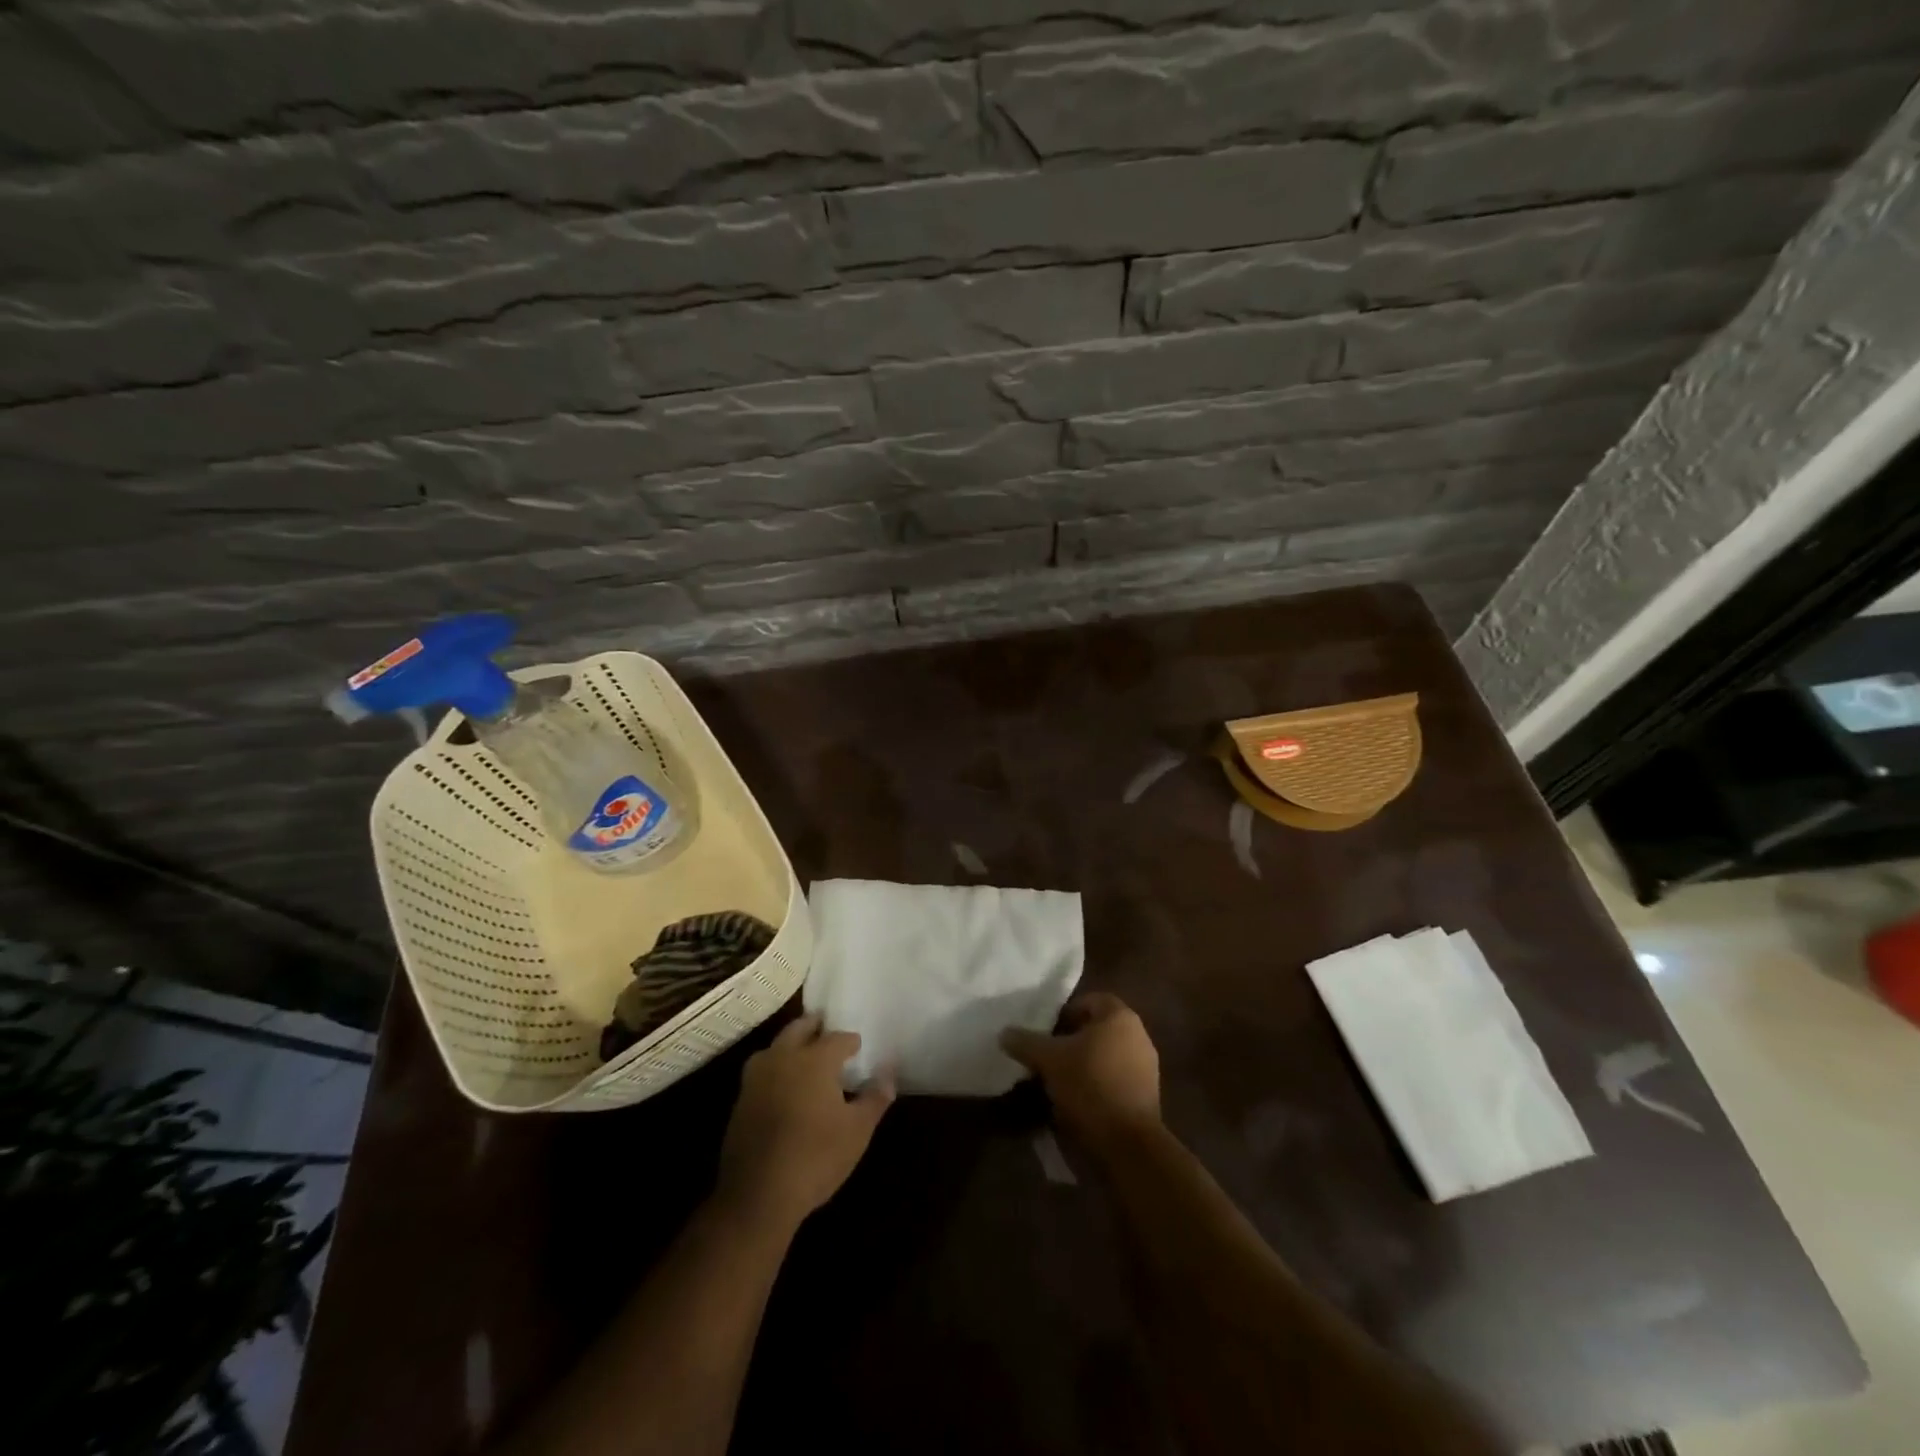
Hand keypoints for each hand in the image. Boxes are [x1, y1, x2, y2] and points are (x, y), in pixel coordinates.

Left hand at [717, 1014, 893, 1230]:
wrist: (757, 1196)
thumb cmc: (815, 1157)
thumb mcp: (857, 1131)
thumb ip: (875, 1097)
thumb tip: (889, 1073)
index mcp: (814, 1059)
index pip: (838, 1038)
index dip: (851, 1042)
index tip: (859, 1048)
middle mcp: (783, 1058)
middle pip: (800, 1029)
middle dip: (816, 1027)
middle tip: (829, 1031)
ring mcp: (756, 1078)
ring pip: (776, 1047)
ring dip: (791, 1045)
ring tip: (806, 1056)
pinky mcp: (741, 1100)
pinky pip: (763, 1071)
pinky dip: (776, 1069)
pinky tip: (785, 1087)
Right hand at [1001, 992, 1160, 1151]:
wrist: (1128, 1143)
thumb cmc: (1089, 1085)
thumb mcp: (1049, 1060)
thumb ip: (1026, 1042)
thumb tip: (1004, 1033)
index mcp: (1120, 1017)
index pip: (1090, 1000)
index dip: (1066, 1011)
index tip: (1046, 1029)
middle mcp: (1138, 1036)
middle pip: (1098, 1029)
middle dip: (1072, 1039)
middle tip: (1047, 1053)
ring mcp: (1146, 1067)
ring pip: (1106, 1055)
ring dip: (1083, 1063)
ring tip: (1057, 1079)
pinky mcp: (1146, 1096)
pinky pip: (1115, 1078)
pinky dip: (1096, 1083)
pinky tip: (1076, 1100)